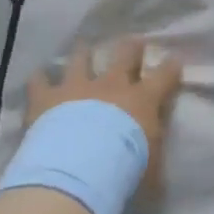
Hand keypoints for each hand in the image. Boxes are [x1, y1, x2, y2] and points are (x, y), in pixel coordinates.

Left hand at [26, 37, 183, 174]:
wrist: (77, 171)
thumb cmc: (123, 171)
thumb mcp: (151, 169)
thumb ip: (153, 158)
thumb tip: (155, 165)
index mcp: (142, 100)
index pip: (165, 75)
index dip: (171, 66)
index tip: (174, 60)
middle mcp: (112, 85)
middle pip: (125, 54)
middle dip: (131, 47)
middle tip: (133, 41)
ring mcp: (77, 87)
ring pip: (81, 59)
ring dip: (83, 53)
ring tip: (83, 46)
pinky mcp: (47, 97)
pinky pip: (40, 81)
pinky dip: (40, 78)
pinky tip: (39, 76)